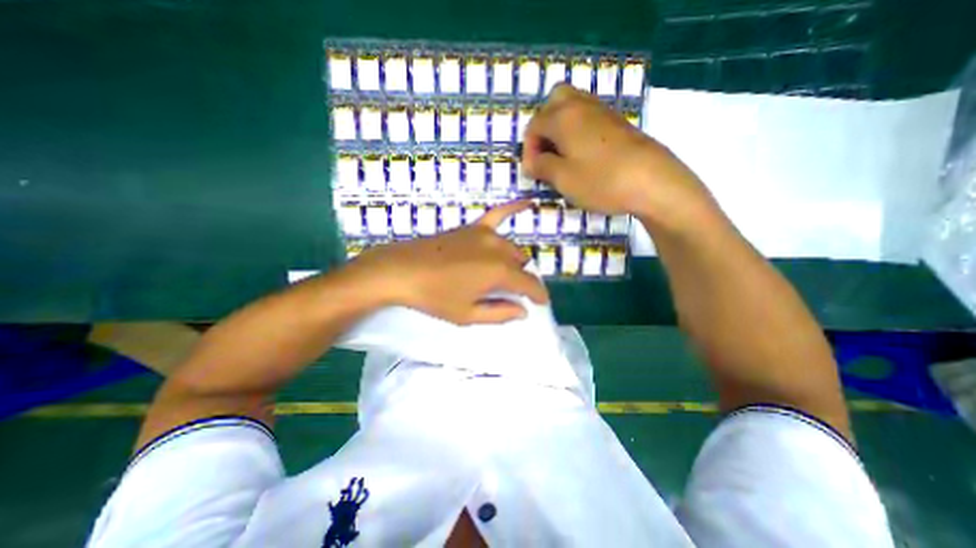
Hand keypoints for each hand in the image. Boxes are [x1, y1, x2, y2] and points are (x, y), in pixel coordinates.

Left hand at [349, 201, 548, 325]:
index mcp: (498, 272)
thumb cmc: (434, 297)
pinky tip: (529, 203)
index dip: (539, 295)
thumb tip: (523, 311)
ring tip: (504, 275)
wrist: (402, 271)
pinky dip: (515, 208)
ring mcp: (485, 234)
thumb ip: (500, 313)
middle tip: (512, 293)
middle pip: (521, 264)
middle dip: (521, 279)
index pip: (529, 283)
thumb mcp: (467, 315)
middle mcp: (497, 249)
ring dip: (514, 261)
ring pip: (511, 247)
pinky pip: (498, 214)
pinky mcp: (472, 228)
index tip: (542, 303)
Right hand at [522, 84, 718, 229]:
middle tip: (545, 152)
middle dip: (544, 126)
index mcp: (564, 117)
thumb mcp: (563, 179)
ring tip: (562, 155)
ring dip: (561, 127)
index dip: (529, 149)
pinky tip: (582, 154)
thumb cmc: (601, 181)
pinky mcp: (618, 122)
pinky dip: (578, 130)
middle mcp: (582, 105)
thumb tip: (532, 162)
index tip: (533, 172)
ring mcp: (603, 111)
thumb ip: (541, 167)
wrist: (652, 181)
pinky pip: (589, 117)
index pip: (534, 125)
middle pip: (554, 101)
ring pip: (573, 106)